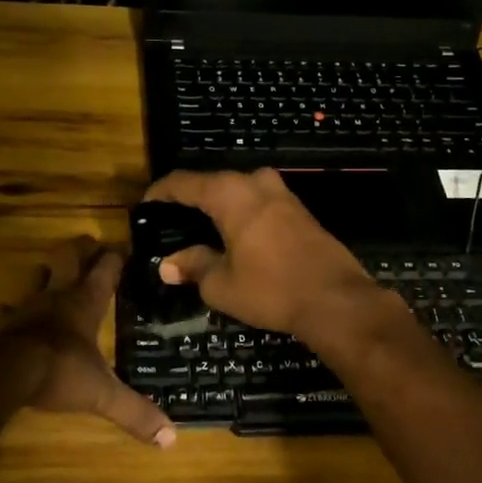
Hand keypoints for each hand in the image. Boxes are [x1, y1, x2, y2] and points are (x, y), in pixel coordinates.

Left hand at [0, 237, 175, 447]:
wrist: (5, 374)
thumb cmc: (59, 372)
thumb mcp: (102, 394)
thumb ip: (134, 412)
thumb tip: (171, 438)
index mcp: (86, 304)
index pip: (105, 271)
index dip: (115, 258)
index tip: (123, 248)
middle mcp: (58, 297)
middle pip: (70, 260)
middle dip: (81, 250)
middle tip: (89, 244)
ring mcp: (28, 308)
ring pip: (39, 278)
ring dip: (47, 273)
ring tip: (52, 270)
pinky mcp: (5, 324)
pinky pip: (8, 311)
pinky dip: (10, 310)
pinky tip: (5, 310)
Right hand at [143, 169, 376, 336]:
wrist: (336, 299)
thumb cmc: (271, 289)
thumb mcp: (222, 284)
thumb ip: (193, 266)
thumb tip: (168, 265)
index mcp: (230, 193)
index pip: (184, 182)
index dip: (161, 193)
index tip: (146, 207)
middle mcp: (255, 183)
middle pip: (212, 183)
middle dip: (190, 199)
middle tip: (171, 222)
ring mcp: (281, 193)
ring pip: (238, 191)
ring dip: (218, 206)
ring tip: (200, 229)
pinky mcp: (299, 209)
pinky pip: (258, 202)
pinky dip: (241, 213)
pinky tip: (233, 235)